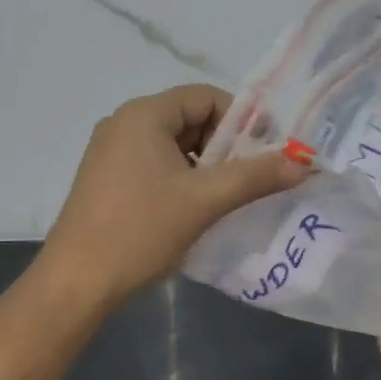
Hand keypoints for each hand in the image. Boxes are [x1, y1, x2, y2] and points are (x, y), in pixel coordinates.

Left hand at [41, 84, 309, 308]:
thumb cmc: (141, 231)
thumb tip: (304, 162)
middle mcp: (123, 123)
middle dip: (225, 145)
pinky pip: (154, 164)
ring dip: (205, 165)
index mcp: (143, 115)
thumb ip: (256, 176)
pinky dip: (181, 178)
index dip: (242, 120)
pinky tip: (194, 209)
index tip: (267, 152)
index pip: (206, 97)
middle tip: (251, 177)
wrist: (76, 282)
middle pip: (189, 118)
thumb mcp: (205, 200)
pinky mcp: (105, 179)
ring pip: (173, 145)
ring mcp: (110, 152)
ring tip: (226, 197)